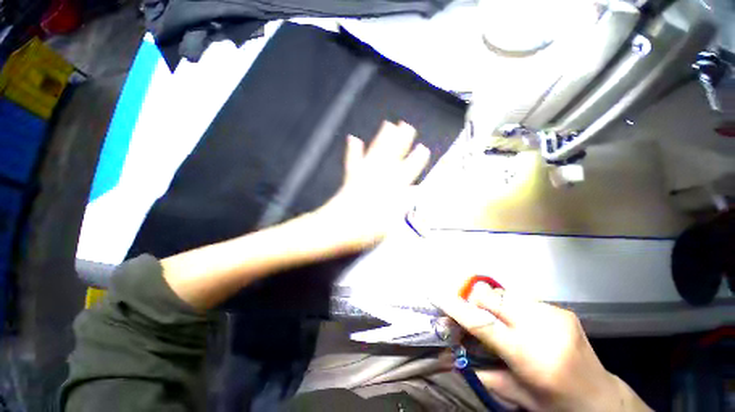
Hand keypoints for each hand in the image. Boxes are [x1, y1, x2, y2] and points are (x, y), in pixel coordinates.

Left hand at [313, 121, 429, 252]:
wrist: (338, 228)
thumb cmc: (367, 230)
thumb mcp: (391, 222)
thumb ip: (402, 204)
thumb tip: (413, 192)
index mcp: (391, 190)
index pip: (408, 171)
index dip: (417, 160)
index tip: (423, 149)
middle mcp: (379, 178)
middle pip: (393, 156)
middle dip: (402, 141)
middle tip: (407, 126)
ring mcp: (364, 176)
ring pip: (376, 154)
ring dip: (382, 139)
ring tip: (388, 124)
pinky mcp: (351, 178)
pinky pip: (353, 162)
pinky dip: (353, 151)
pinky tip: (354, 139)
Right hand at [439, 285, 651, 411]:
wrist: (600, 398)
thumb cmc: (553, 403)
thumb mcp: (515, 394)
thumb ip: (479, 371)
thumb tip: (447, 354)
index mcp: (531, 357)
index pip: (483, 324)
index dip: (457, 307)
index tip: (437, 294)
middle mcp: (544, 330)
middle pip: (493, 298)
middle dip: (475, 300)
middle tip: (469, 310)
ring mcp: (556, 315)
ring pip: (506, 294)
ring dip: (494, 304)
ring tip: (497, 319)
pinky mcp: (562, 309)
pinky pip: (523, 299)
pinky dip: (512, 307)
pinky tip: (520, 322)